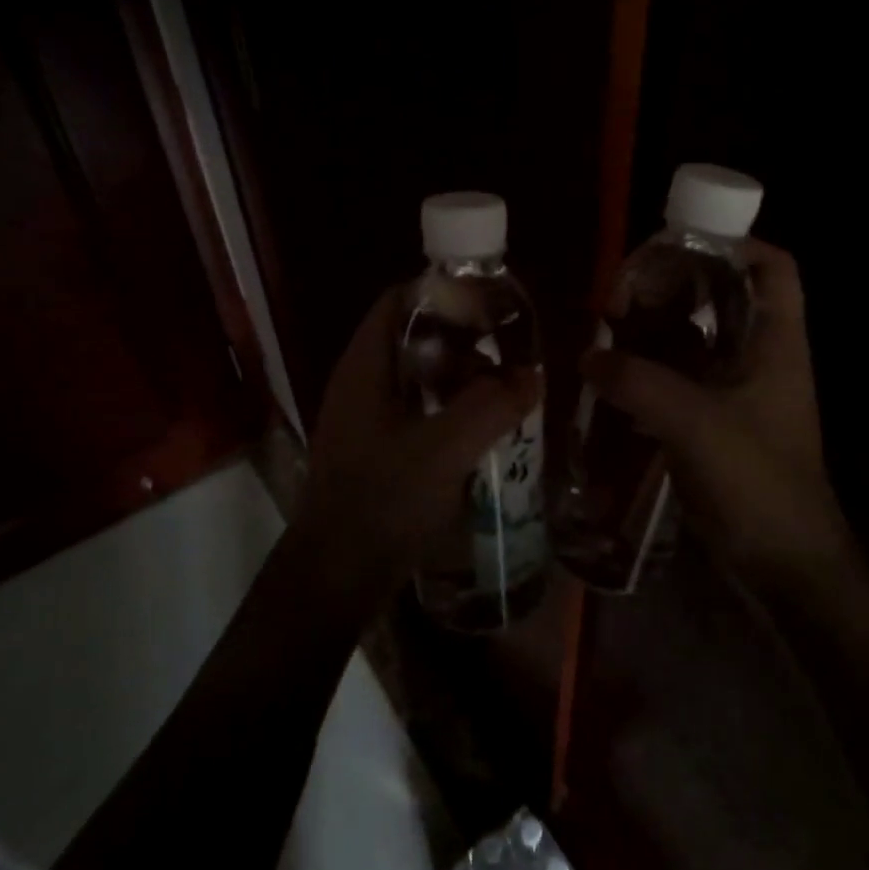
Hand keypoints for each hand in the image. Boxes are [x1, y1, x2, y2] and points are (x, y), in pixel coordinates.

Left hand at [298, 287, 540, 595]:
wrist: (337, 576)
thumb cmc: (383, 500)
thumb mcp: (445, 449)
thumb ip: (492, 407)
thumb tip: (532, 376)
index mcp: (365, 366)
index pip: (400, 300)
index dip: (443, 293)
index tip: (490, 305)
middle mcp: (361, 383)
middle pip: (413, 337)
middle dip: (462, 339)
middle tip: (507, 350)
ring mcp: (366, 418)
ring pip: (418, 377)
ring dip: (460, 378)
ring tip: (504, 389)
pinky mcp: (376, 449)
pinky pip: (418, 411)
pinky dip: (450, 409)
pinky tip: (482, 429)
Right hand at [582, 240, 843, 581]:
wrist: (783, 564)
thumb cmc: (757, 483)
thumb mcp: (695, 424)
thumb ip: (639, 384)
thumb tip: (588, 357)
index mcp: (775, 342)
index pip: (772, 267)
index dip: (734, 242)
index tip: (677, 244)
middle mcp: (759, 356)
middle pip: (721, 295)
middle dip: (672, 285)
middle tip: (621, 296)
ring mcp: (737, 390)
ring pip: (695, 337)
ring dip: (653, 330)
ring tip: (608, 329)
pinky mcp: (715, 421)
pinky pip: (679, 378)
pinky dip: (648, 369)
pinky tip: (612, 375)